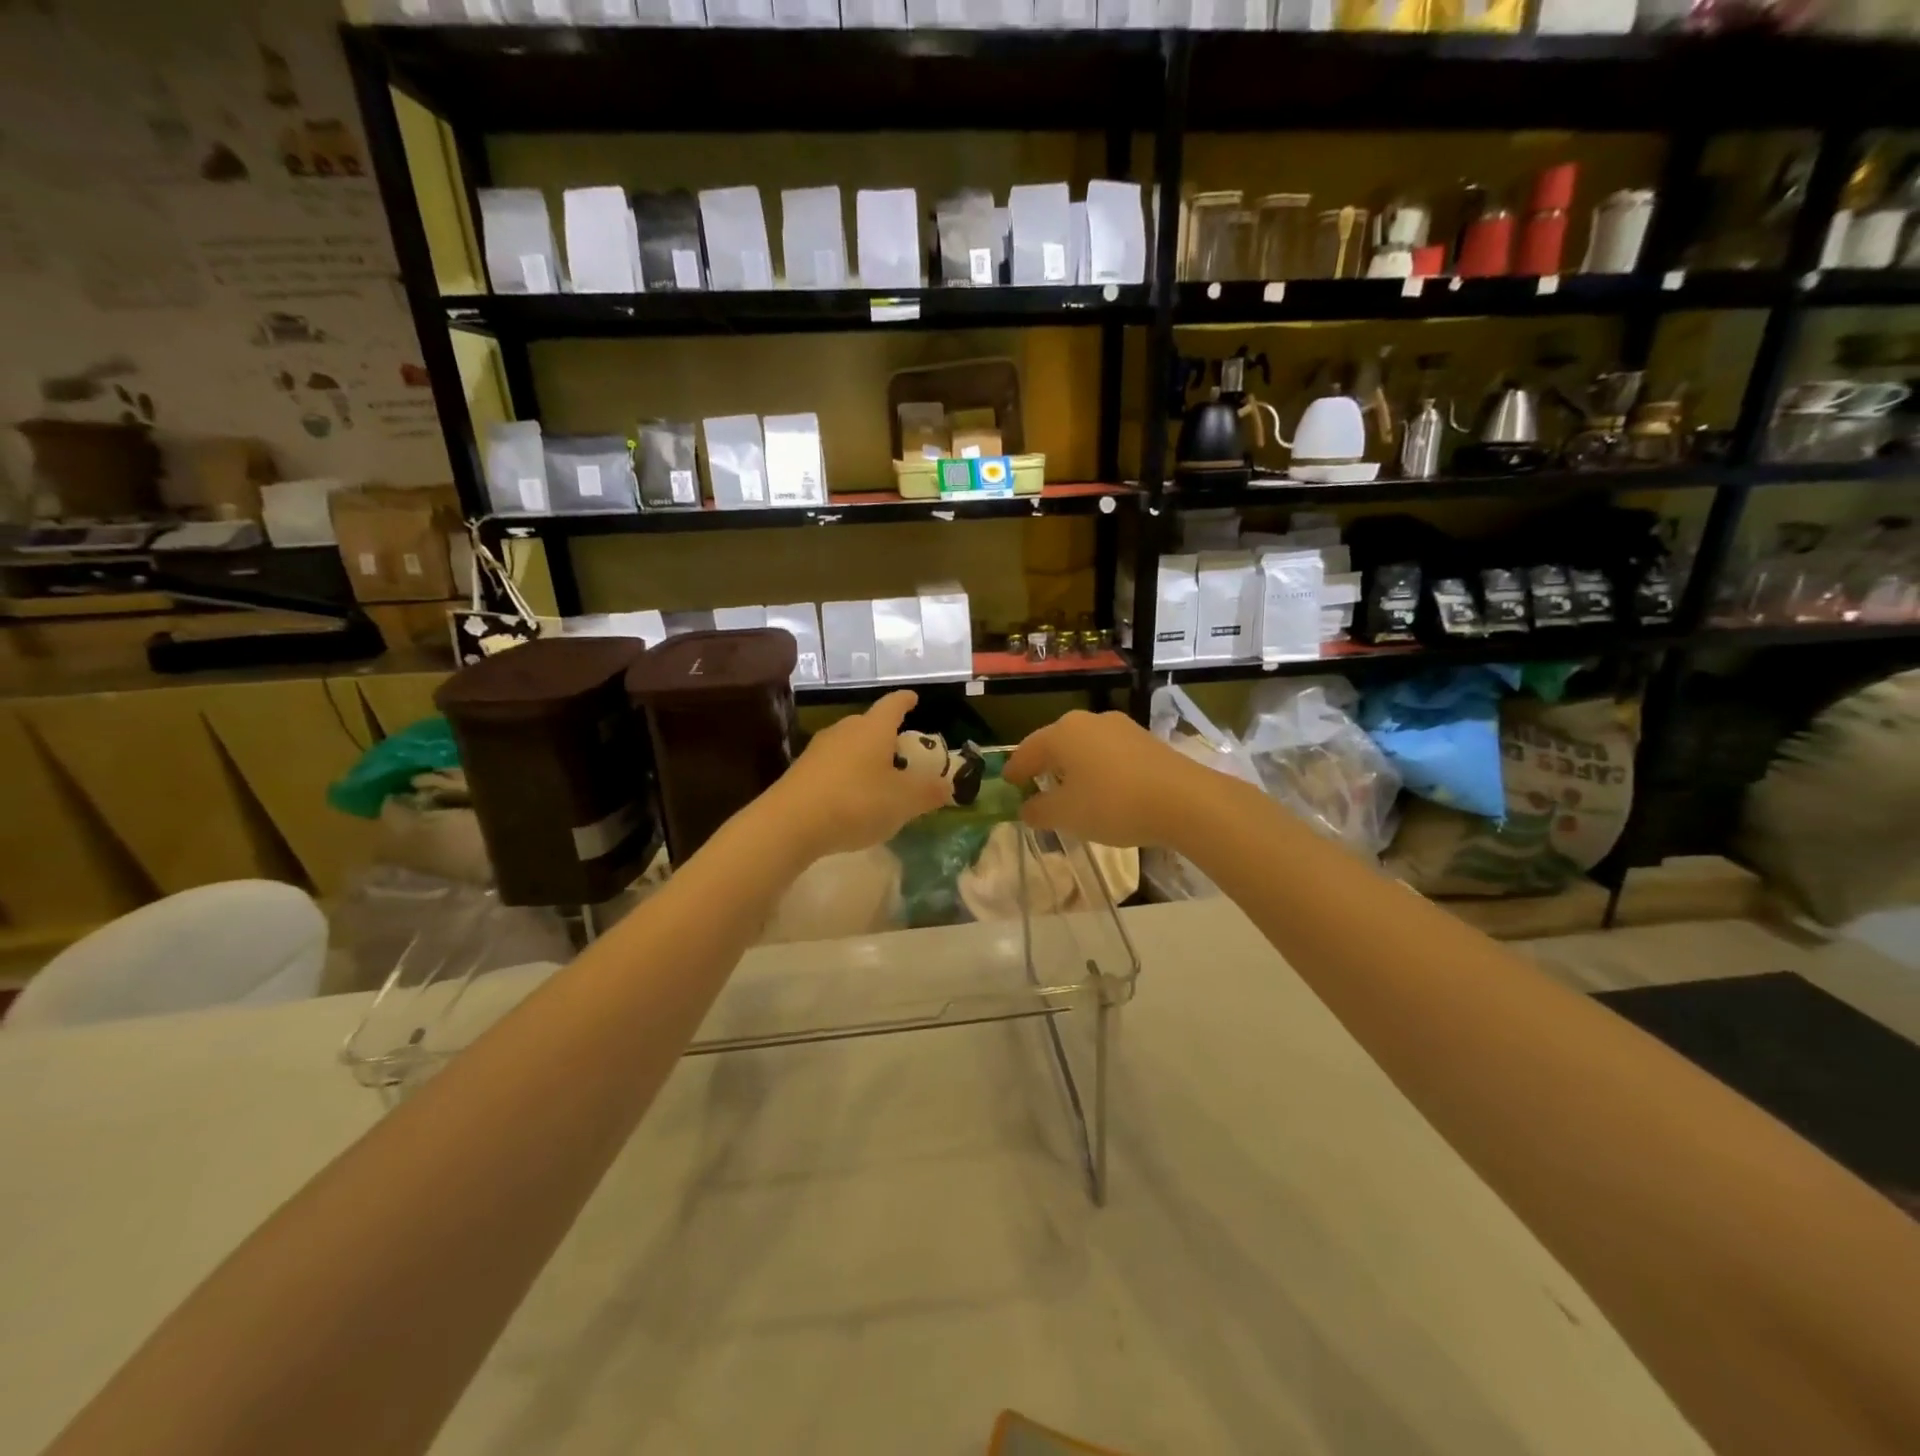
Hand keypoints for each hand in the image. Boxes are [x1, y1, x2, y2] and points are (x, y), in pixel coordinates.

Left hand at [764, 691, 949, 861]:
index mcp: (873, 728)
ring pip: (850, 745)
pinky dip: (848, 774)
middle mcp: (845, 730)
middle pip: (870, 724)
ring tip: (879, 778)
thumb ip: (929, 793)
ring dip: (866, 756)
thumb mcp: (903, 802)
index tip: (914, 698)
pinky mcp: (802, 771)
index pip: (893, 704)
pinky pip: (833, 765)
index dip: (906, 701)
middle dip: (887, 734)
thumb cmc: (856, 802)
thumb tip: (948, 786)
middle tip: (903, 752)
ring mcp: (819, 749)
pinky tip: (852, 797)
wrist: (790, 823)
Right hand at [1002, 709, 1213, 848]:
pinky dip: (1098, 769)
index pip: (1027, 750)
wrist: (1185, 800)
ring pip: (1085, 747)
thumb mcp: (1067, 815)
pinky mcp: (1146, 740)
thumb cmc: (1113, 804)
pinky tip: (1103, 789)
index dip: (1015, 770)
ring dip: (1073, 767)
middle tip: (1035, 785)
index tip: (1007, 783)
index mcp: (1062, 733)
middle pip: (1056, 743)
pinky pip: (1109, 754)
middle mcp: (1089, 721)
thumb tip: (1027, 809)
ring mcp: (1121, 727)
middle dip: (1044, 765)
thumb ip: (1040, 811)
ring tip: (1070, 790)